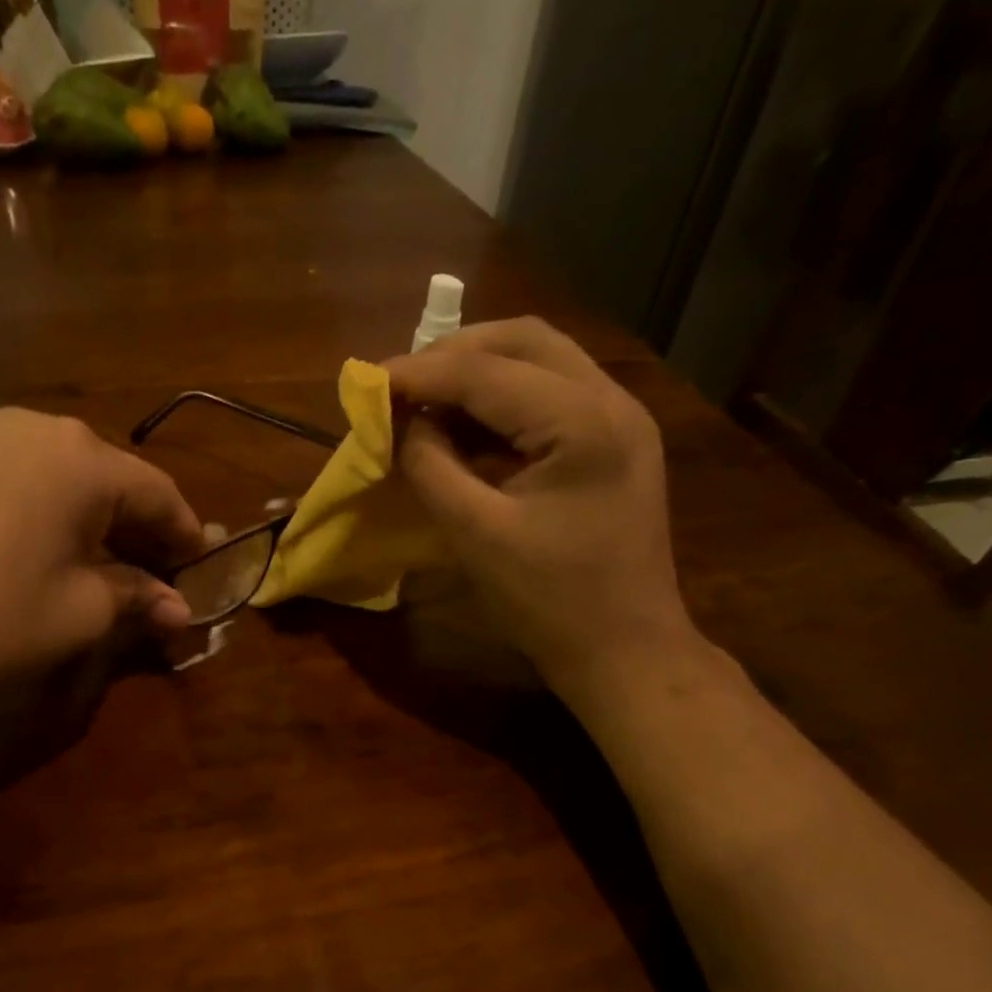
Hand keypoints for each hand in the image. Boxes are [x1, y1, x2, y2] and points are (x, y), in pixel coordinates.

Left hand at [0, 409, 203, 718]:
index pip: (158, 492)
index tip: (203, 568)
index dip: (186, 534)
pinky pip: (17, 480)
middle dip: (140, 527)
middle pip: (110, 477)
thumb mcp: (82, 612)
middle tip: (160, 573)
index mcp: (81, 458)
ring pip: (62, 476)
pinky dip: (46, 512)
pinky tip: (45, 550)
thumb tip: (181, 611)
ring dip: (93, 519)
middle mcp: (34, 429)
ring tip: (106, 565)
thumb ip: (138, 597)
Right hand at [387, 317, 700, 701]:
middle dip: (454, 354)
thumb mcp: (476, 535)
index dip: (419, 372)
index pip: (486, 371)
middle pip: (524, 340)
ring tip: (424, 401)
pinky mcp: (614, 444)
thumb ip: (431, 467)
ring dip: (478, 372)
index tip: (366, 383)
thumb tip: (401, 422)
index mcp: (582, 422)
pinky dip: (502, 402)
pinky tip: (465, 427)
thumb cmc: (548, 602)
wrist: (624, 650)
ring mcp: (620, 419)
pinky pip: (551, 398)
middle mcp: (611, 401)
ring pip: (541, 362)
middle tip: (400, 385)